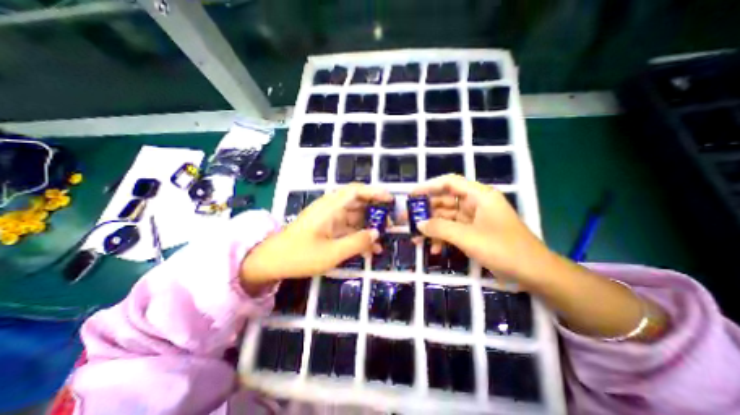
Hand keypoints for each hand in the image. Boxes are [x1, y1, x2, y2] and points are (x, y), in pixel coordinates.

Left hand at [242, 184, 391, 283]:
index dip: (374, 192)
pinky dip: (359, 236)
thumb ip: (357, 242)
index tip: (390, 200)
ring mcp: (329, 219)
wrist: (271, 262)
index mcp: (330, 207)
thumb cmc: (300, 256)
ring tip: (383, 239)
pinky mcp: (328, 229)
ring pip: (354, 217)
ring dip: (369, 226)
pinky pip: (347, 228)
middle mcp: (331, 209)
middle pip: (358, 203)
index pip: (355, 191)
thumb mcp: (331, 253)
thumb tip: (376, 233)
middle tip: (391, 224)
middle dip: (375, 212)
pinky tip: (370, 249)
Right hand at [410, 174, 553, 282]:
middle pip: (445, 201)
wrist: (534, 273)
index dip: (429, 186)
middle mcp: (475, 203)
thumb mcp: (468, 237)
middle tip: (408, 220)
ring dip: (432, 228)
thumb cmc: (503, 249)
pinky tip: (434, 249)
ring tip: (416, 238)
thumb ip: (440, 228)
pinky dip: (443, 238)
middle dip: (426, 211)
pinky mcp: (474, 232)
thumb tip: (419, 224)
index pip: (449, 182)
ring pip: (447, 218)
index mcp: (479, 196)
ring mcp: (474, 219)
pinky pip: (453, 230)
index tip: (412, 195)